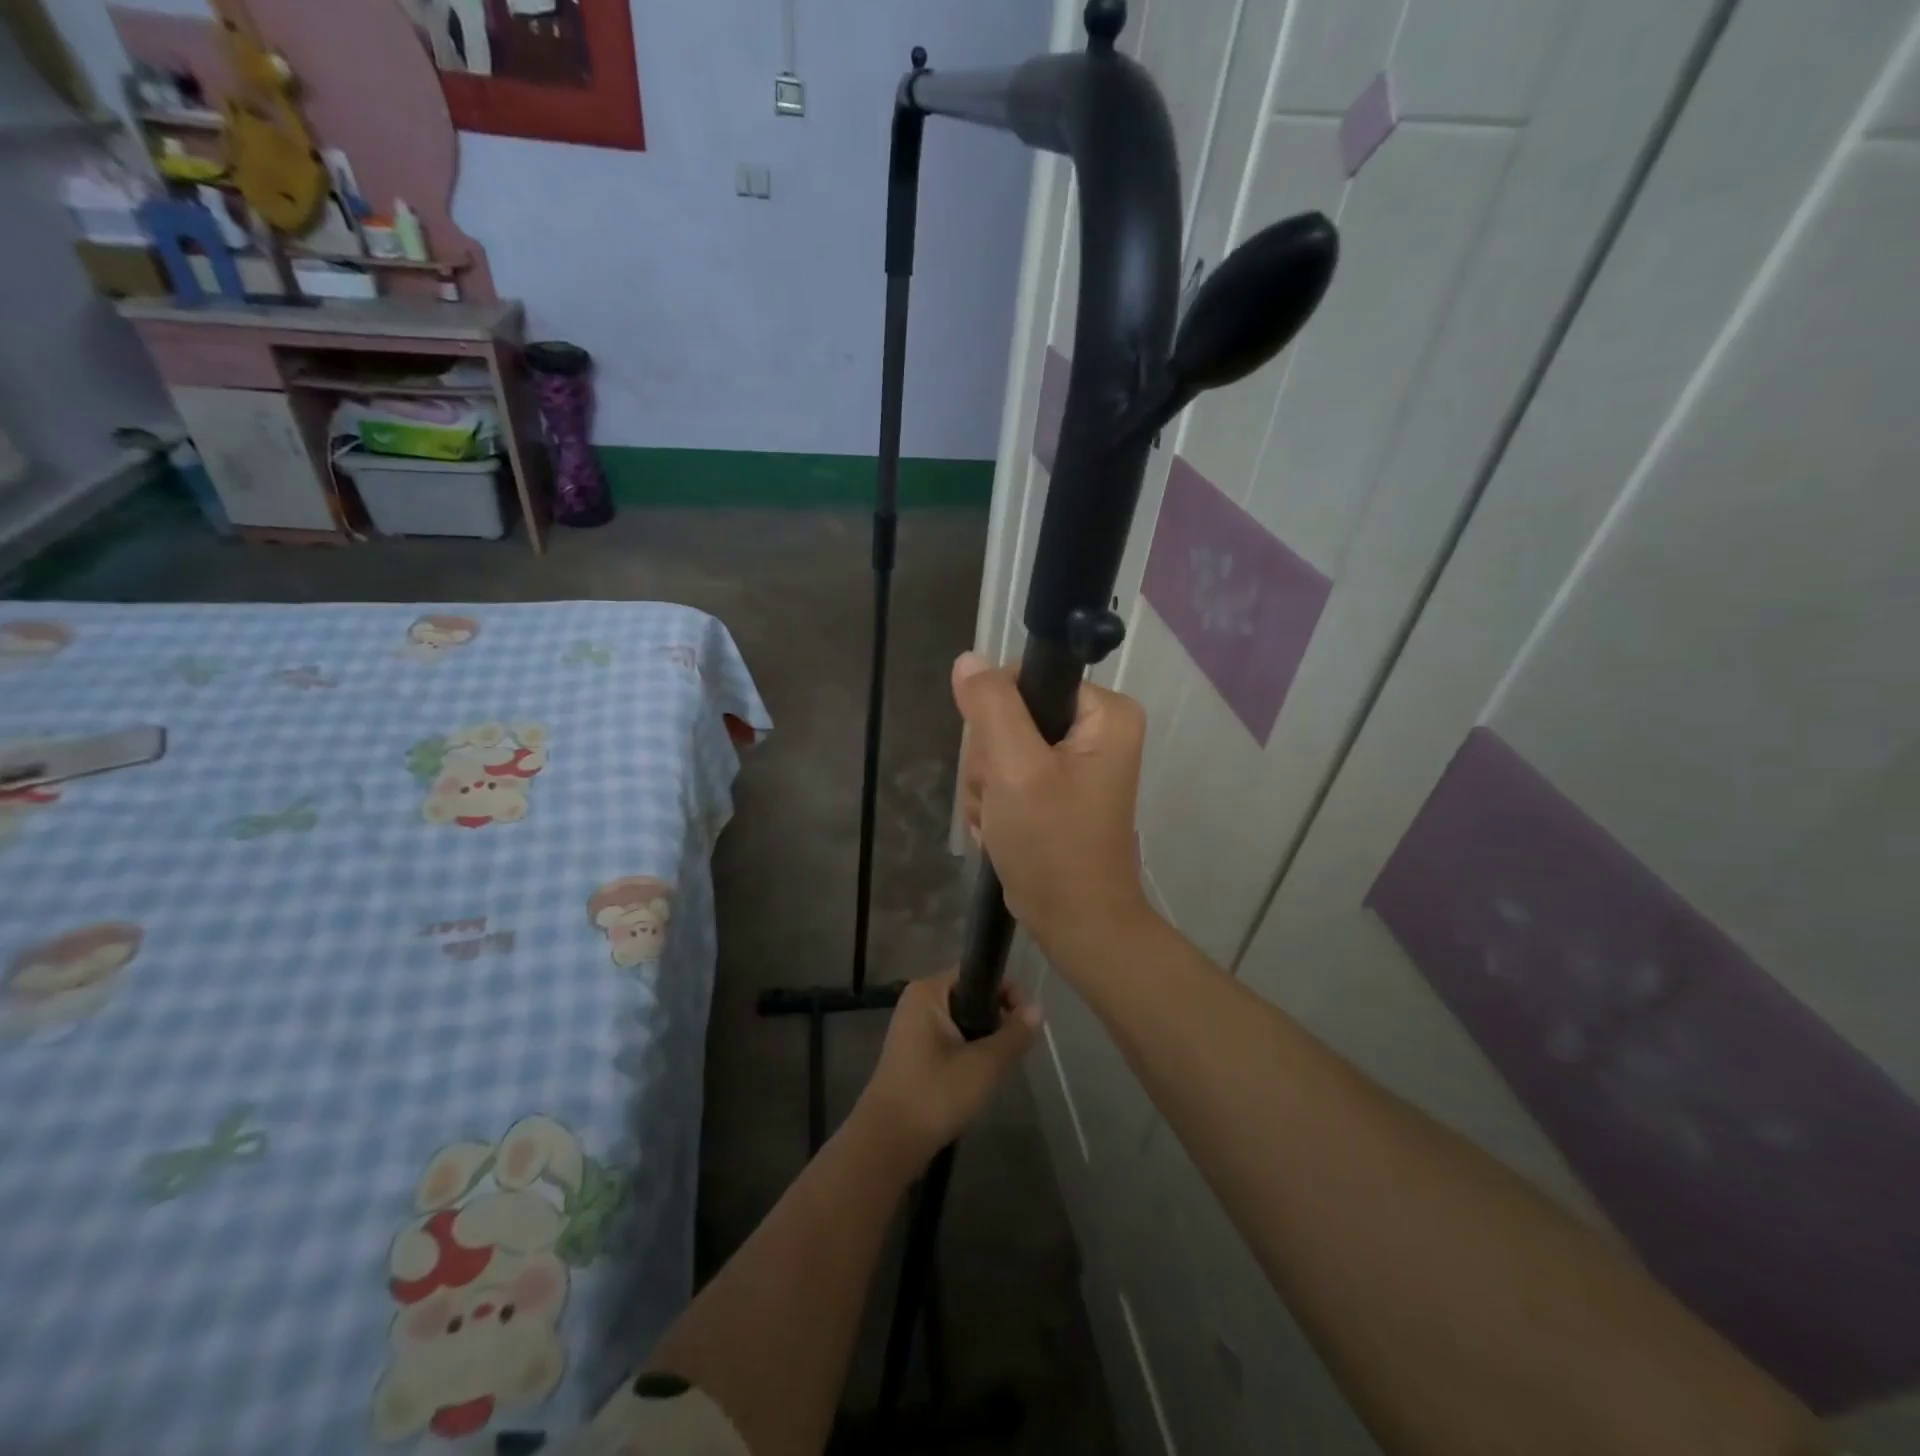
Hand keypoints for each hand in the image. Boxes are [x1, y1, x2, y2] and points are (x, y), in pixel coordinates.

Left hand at [850, 971, 1041, 1174]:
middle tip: (1012, 1049)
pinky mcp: (912, 1054)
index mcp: (928, 991)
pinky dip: (967, 1053)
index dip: (1007, 992)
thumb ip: (1015, 1034)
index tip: (1026, 1021)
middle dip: (996, 1020)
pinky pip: (950, 1040)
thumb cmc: (935, 1094)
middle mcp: (917, 1002)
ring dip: (983, 1040)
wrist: (887, 1143)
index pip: (977, 973)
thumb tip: (1038, 1007)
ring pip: (962, 1021)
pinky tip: (977, 1078)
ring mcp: (912, 1028)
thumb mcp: (985, 1064)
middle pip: (971, 996)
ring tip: (996, 1067)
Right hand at [952, 651, 1154, 962]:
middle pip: (1010, 716)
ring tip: (1002, 822)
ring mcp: (1076, 762)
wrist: (1075, 923)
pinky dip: (997, 805)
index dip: (997, 716)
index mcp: (1105, 713)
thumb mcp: (1016, 770)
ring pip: (1001, 750)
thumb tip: (968, 660)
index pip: (1025, 678)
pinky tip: (1002, 831)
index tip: (1000, 762)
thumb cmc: (1053, 845)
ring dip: (989, 788)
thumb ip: (992, 707)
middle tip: (1003, 800)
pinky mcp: (1057, 790)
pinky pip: (1008, 776)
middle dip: (991, 764)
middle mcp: (1096, 729)